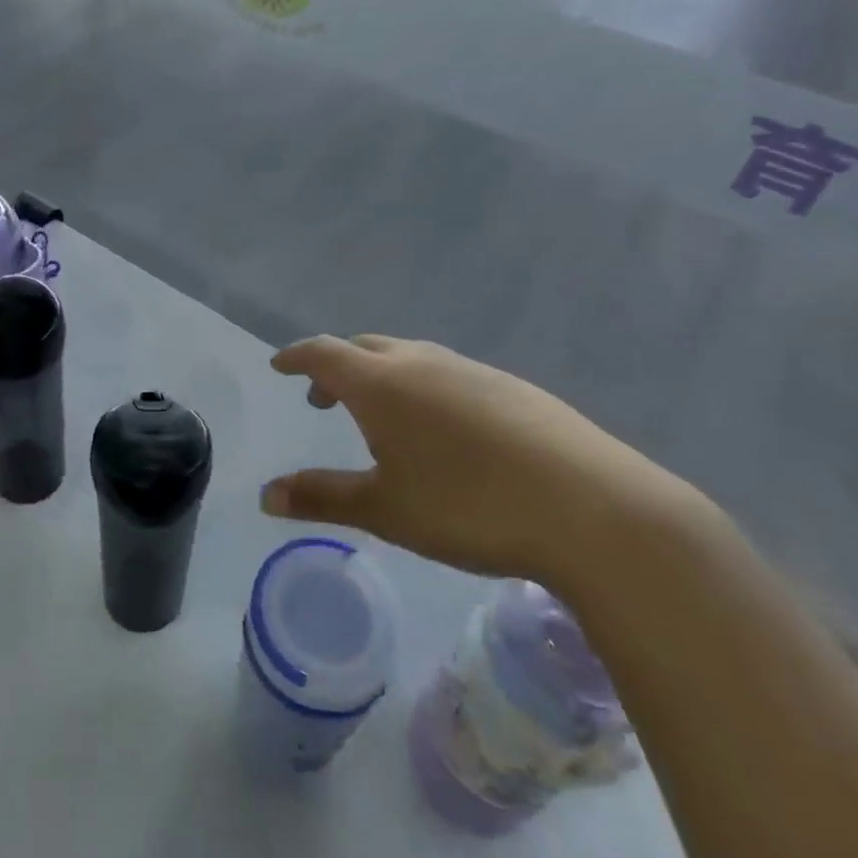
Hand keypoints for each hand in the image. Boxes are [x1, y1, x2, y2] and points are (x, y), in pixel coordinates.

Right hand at [260, 336, 699, 586]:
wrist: (591, 508)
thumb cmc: (468, 507)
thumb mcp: (385, 510)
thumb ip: (322, 497)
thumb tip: (265, 495)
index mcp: (381, 383)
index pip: (323, 353)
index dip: (296, 357)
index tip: (279, 365)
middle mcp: (421, 362)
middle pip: (365, 348)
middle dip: (337, 367)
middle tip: (323, 399)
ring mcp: (471, 370)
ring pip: (410, 357)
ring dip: (381, 376)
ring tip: (381, 416)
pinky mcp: (511, 387)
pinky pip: (448, 373)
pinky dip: (423, 388)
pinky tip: (444, 430)